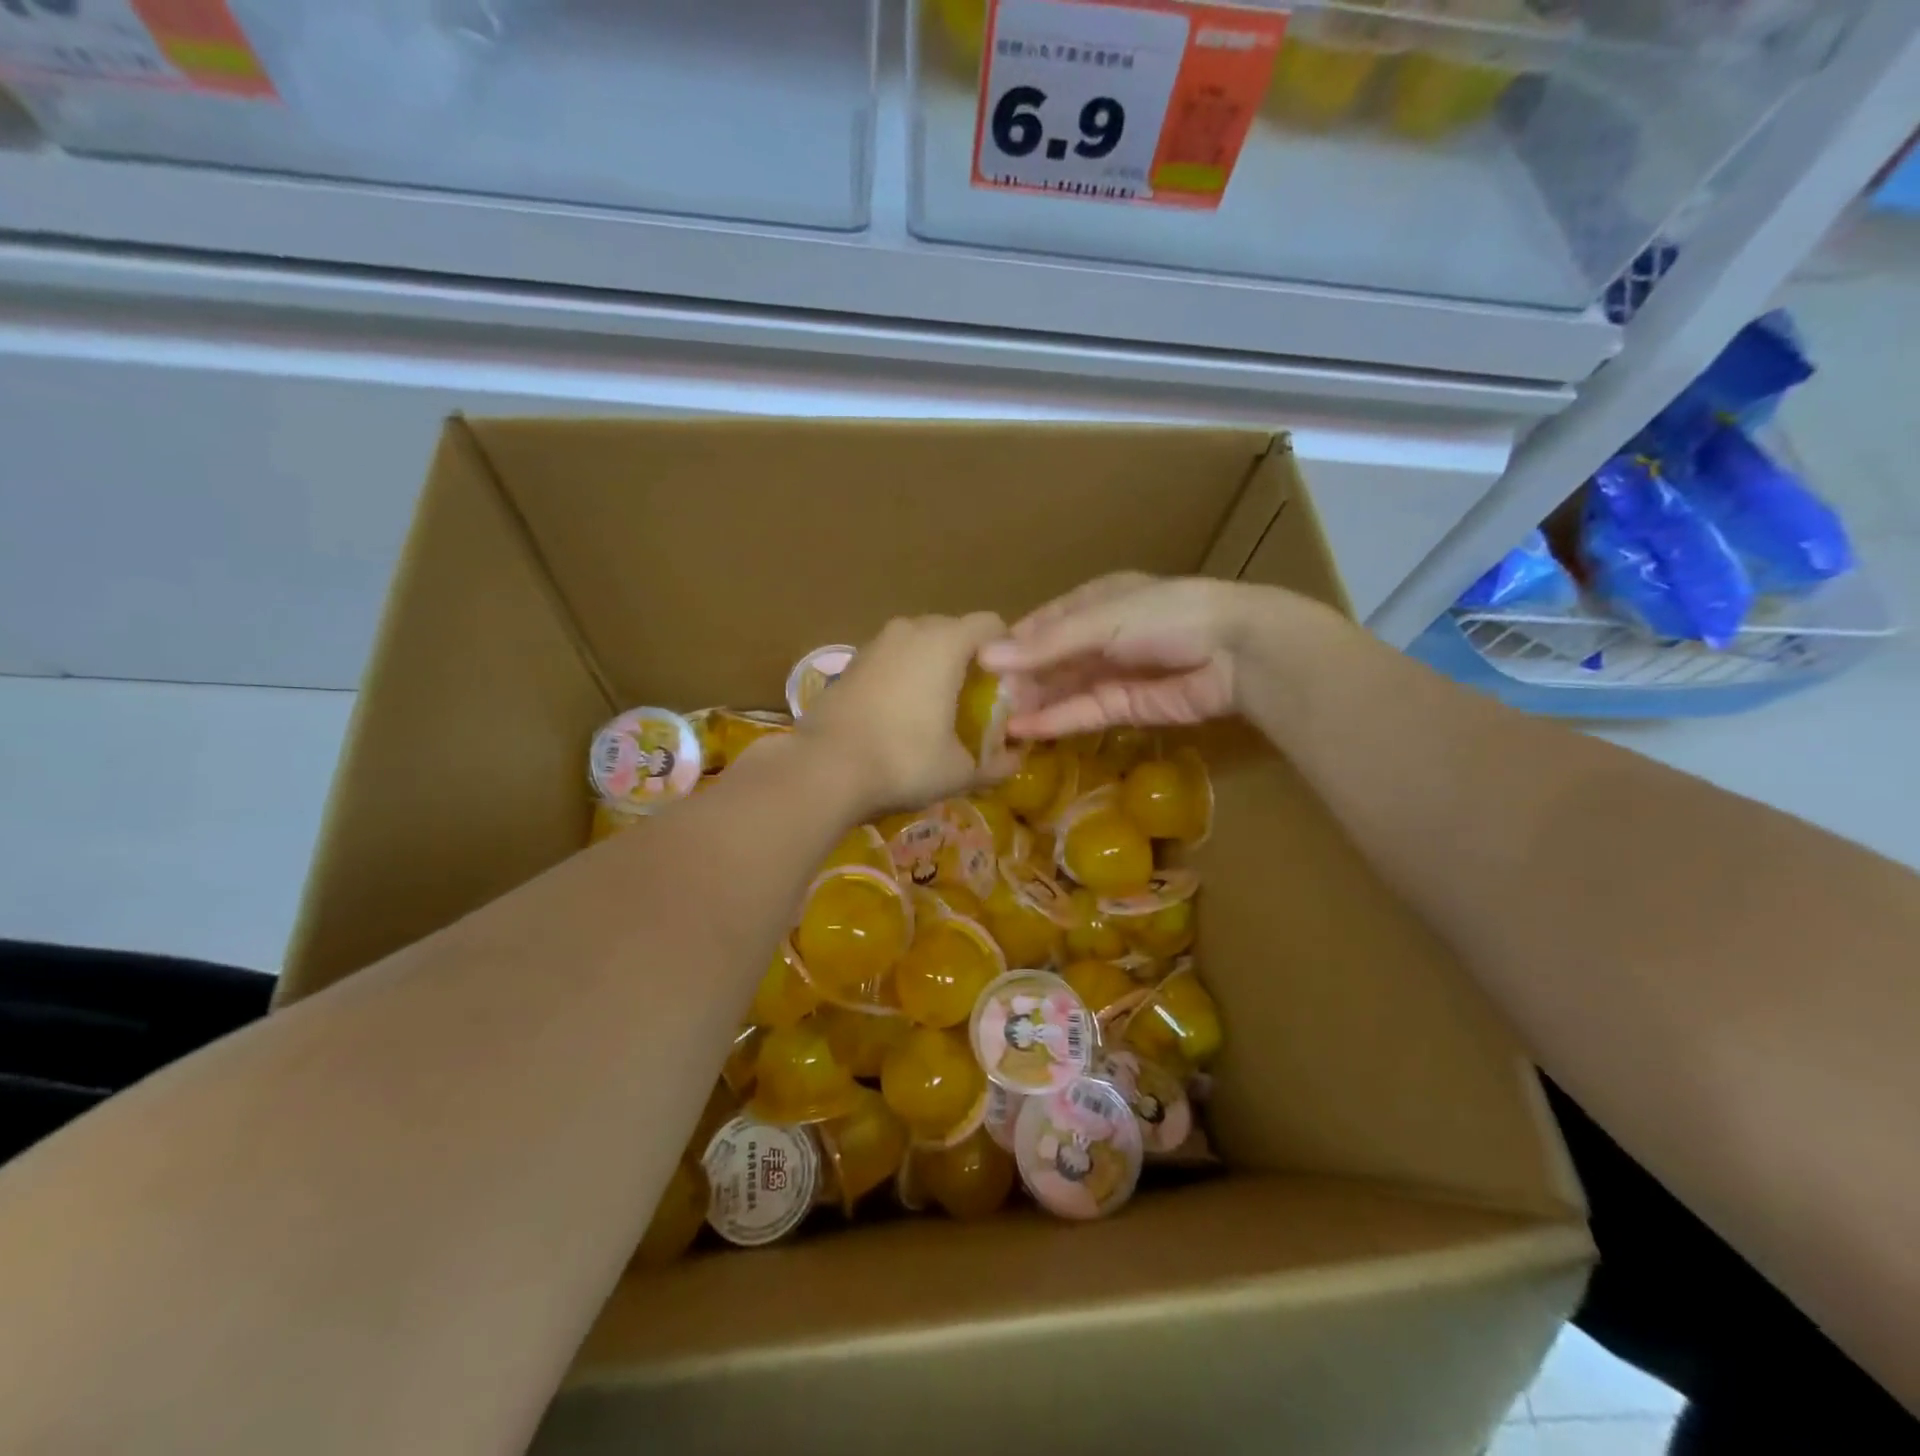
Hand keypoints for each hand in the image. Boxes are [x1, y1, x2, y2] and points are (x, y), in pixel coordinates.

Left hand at [797, 612, 1007, 814]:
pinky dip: (904, 677)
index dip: (1006, 653)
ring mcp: (875, 644)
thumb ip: (998, 762)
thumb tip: (1016, 759)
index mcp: (945, 642)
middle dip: (969, 659)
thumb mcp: (961, 771)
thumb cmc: (904, 760)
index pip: (991, 625)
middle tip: (977, 700)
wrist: (824, 768)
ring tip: (938, 708)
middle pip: (953, 631)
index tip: (1008, 687)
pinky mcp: (850, 664)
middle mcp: (910, 630)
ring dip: (933, 667)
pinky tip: (901, 714)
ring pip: (918, 644)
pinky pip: (891, 660)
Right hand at [978, 574, 1273, 738]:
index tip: (974, 665)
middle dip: (1018, 680)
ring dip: (1032, 704)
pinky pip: (1083, 713)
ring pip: (1064, 690)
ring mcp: (1114, 673)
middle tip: (978, 703)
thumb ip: (1046, 645)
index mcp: (1096, 600)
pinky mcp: (1127, 707)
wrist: (1237, 651)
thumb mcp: (1101, 621)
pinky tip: (1024, 731)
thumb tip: (986, 657)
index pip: (1043, 623)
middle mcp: (1101, 636)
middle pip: (1050, 660)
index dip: (1011, 643)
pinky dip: (1055, 721)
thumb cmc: (1167, 616)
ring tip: (992, 724)